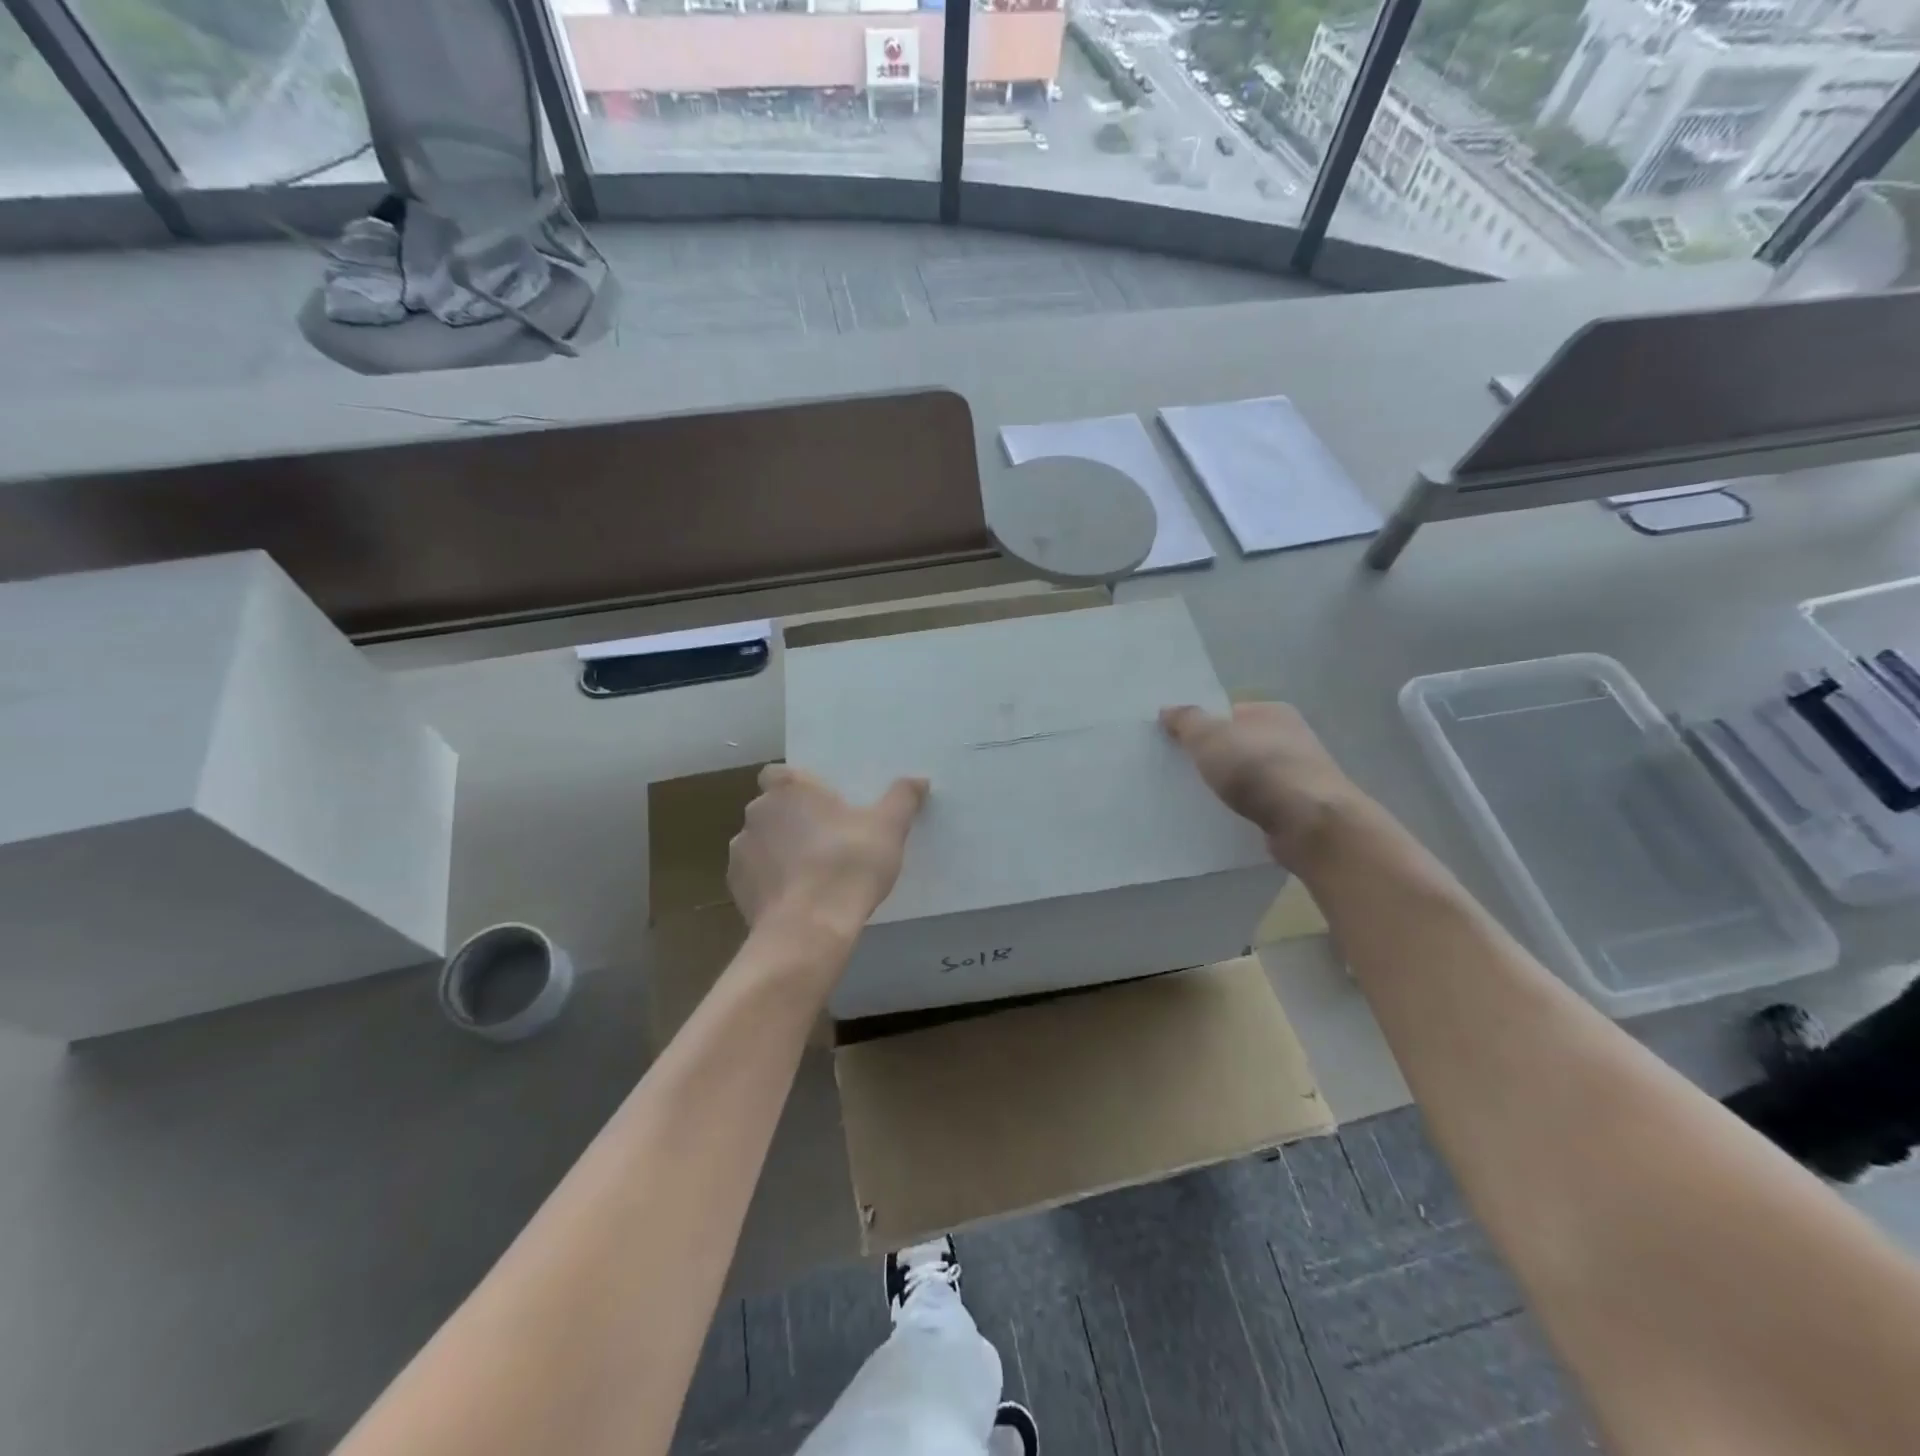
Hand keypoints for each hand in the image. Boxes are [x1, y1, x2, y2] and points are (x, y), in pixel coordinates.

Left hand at [728, 765, 928, 935]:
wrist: (810, 928)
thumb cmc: (849, 863)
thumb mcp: (889, 827)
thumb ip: (902, 798)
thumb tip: (919, 780)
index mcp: (788, 788)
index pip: (779, 773)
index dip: (798, 787)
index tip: (821, 804)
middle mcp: (757, 812)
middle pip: (772, 808)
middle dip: (792, 820)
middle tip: (827, 840)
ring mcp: (740, 851)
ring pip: (762, 842)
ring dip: (779, 851)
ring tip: (813, 874)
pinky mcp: (736, 888)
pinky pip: (755, 876)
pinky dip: (772, 882)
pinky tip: (798, 898)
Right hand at [1160, 702, 1368, 872]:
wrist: (1310, 824)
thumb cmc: (1258, 769)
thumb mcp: (1210, 736)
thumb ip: (1186, 721)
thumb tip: (1167, 710)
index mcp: (1273, 712)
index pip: (1228, 712)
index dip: (1200, 725)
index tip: (1174, 743)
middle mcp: (1290, 738)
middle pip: (1237, 744)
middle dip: (1211, 757)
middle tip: (1177, 772)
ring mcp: (1297, 775)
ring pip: (1247, 777)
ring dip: (1226, 787)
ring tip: (1194, 799)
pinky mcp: (1298, 809)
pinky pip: (1258, 804)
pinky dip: (1241, 810)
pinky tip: (1221, 819)